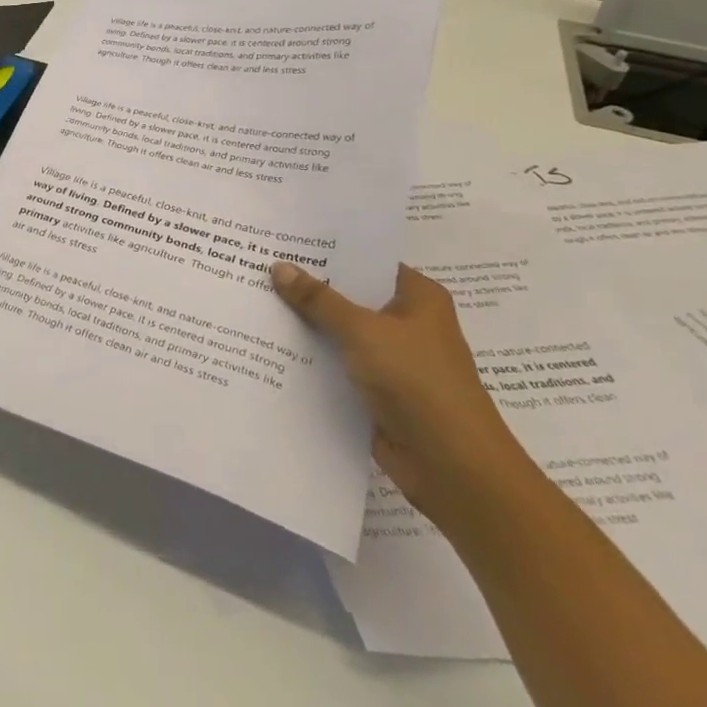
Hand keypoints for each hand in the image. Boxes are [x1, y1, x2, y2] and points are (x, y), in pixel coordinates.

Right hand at [271, 262, 540, 529]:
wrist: (452, 466)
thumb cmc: (418, 382)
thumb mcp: (363, 331)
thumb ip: (318, 300)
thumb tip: (279, 266)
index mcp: (418, 297)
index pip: (367, 262)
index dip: (328, 252)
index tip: (284, 240)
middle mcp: (407, 323)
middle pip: (350, 297)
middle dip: (309, 287)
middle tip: (258, 266)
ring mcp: (392, 359)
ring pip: (340, 333)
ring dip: (307, 325)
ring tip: (255, 302)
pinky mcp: (377, 392)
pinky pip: (337, 365)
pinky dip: (312, 358)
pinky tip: (270, 347)